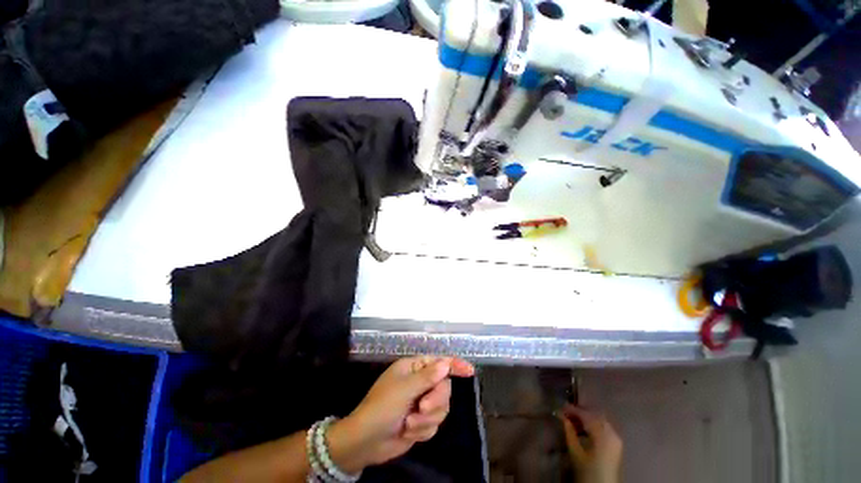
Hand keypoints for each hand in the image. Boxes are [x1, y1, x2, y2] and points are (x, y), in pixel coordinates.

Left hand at [328, 356, 474, 473]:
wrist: (366, 442)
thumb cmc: (382, 408)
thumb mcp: (404, 390)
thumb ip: (427, 377)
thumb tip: (446, 363)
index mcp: (414, 368)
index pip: (439, 363)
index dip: (455, 365)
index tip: (470, 371)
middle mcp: (419, 382)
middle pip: (444, 388)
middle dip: (435, 400)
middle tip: (421, 408)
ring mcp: (421, 403)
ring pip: (441, 408)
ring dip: (426, 419)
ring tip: (409, 424)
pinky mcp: (421, 422)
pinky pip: (434, 424)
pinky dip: (423, 430)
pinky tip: (408, 432)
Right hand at [560, 405, 622, 482]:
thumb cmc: (588, 472)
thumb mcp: (575, 453)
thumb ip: (569, 432)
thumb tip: (562, 416)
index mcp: (603, 435)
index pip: (586, 416)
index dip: (573, 410)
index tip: (561, 407)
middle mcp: (612, 434)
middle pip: (595, 415)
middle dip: (580, 412)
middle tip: (567, 412)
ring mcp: (616, 439)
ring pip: (600, 420)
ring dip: (587, 418)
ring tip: (574, 421)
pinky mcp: (616, 444)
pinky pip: (604, 427)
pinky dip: (594, 424)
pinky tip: (584, 429)